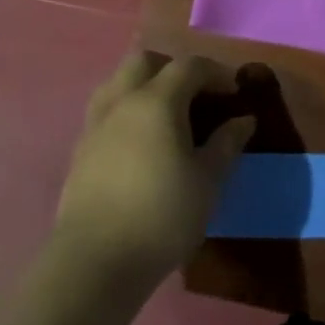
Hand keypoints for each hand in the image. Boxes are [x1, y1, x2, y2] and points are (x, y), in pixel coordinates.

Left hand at [51, 52, 256, 294]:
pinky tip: (141, 142)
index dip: (216, 72)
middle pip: (145, 61)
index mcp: (157, 101)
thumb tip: (243, 120)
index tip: (234, 92)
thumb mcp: (208, 181)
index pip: (189, 66)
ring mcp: (96, 124)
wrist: (94, 263)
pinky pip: (106, 110)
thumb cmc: (162, 216)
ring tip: (166, 114)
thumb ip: (226, 144)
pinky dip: (127, 111)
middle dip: (173, 68)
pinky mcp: (80, 151)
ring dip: (144, 85)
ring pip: (118, 82)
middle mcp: (123, 101)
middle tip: (195, 95)